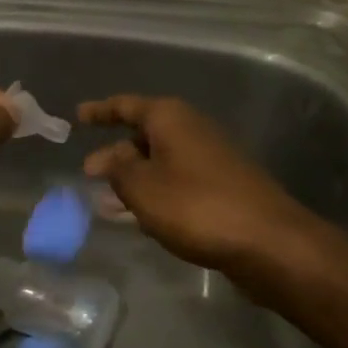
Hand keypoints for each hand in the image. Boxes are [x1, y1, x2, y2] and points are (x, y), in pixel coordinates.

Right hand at [78, 95, 311, 273]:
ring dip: (134, 178)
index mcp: (170, 119)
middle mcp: (191, 130)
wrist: (268, 242)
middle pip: (144, 135)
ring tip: (107, 200)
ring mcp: (210, 159)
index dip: (101, 111)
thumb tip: (105, 157)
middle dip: (116, 153)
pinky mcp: (221, 187)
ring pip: (160, 162)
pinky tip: (141, 217)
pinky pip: (176, 182)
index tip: (78, 116)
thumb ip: (117, 170)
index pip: (126, 106)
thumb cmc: (196, 206)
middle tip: (89, 172)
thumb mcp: (142, 187)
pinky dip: (155, 193)